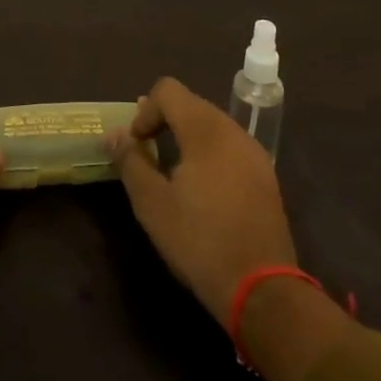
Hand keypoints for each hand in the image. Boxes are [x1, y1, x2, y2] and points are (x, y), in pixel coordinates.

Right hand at [108, 78, 296, 324]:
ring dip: (187, 138)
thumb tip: (113, 134)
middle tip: (148, 156)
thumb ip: (130, 161)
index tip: (137, 145)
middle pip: (191, 104)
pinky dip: (210, 154)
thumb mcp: (153, 203)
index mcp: (205, 129)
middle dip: (164, 122)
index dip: (145, 111)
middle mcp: (233, 130)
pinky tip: (203, 191)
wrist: (263, 291)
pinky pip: (230, 147)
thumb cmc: (200, 241)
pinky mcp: (266, 177)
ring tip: (173, 174)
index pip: (168, 90)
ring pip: (212, 126)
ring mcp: (254, 153)